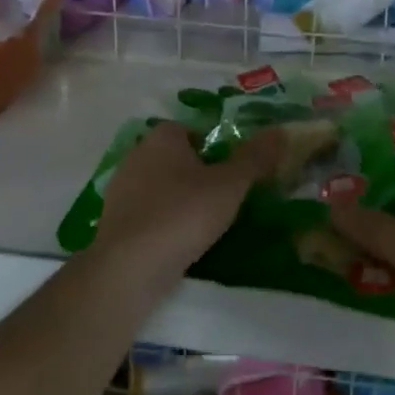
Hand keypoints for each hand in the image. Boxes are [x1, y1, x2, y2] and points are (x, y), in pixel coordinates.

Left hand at [95, 122, 280, 273]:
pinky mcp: (114, 222)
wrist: (131, 265)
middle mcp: (136, 155)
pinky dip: (163, 221)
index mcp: (161, 137)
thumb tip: (281, 131)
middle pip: (174, 157)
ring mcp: (121, 189)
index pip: (190, 129)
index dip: (212, 146)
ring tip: (206, 222)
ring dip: (179, 198)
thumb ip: (255, 157)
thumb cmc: (183, 214)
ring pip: (159, 186)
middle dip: (197, 172)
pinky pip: (147, 213)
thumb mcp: (230, 185)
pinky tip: (180, 241)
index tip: (231, 170)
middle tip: (224, 195)